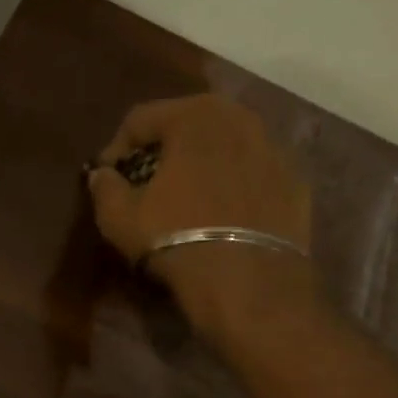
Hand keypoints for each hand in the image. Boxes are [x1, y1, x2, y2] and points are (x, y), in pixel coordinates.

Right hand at [86, 95, 315, 334]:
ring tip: (187, 198)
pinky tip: (222, 216)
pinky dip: (234, 186)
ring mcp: (275, 148)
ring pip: (225, 147)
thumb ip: (105, 187)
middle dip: (163, 150)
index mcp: (194, 116)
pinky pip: (253, 174)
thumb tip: (102, 174)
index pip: (141, 119)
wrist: (249, 282)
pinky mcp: (295, 182)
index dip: (116, 148)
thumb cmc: (176, 239)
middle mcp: (240, 118)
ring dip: (202, 165)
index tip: (107, 177)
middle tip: (147, 182)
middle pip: (188, 125)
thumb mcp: (120, 217)